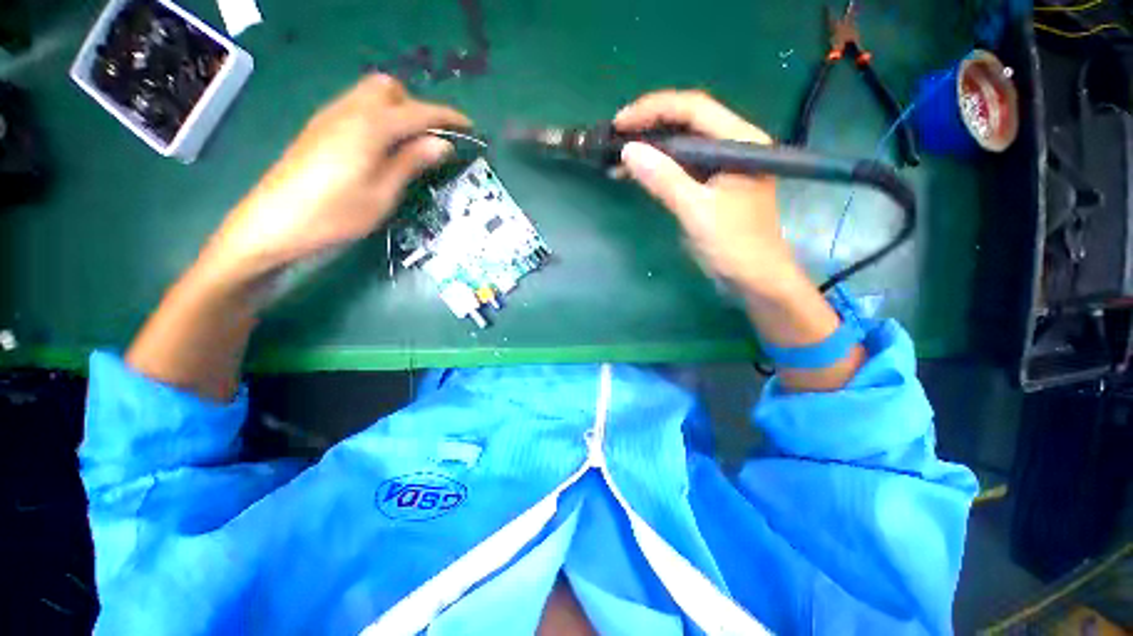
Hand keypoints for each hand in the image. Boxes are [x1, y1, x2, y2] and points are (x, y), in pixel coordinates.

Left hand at [202, 74, 469, 285]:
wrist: (273, 223)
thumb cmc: (334, 215)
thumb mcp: (382, 194)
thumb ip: (410, 162)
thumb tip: (442, 144)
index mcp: (369, 127)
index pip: (417, 112)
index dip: (446, 117)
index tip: (469, 127)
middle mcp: (348, 110)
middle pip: (389, 88)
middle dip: (416, 106)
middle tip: (431, 140)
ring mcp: (330, 117)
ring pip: (370, 94)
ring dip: (397, 111)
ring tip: (411, 145)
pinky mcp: (319, 128)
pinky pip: (357, 107)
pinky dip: (378, 117)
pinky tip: (382, 148)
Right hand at [614, 90, 805, 297]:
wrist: (753, 279)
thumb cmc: (734, 244)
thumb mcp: (697, 210)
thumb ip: (665, 179)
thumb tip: (629, 151)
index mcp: (739, 141)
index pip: (694, 108)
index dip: (654, 109)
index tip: (620, 123)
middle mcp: (732, 146)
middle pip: (686, 123)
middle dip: (648, 128)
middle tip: (614, 139)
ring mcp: (720, 167)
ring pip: (680, 147)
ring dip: (649, 150)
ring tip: (617, 159)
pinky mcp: (710, 187)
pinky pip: (680, 169)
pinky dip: (657, 170)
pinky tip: (636, 175)